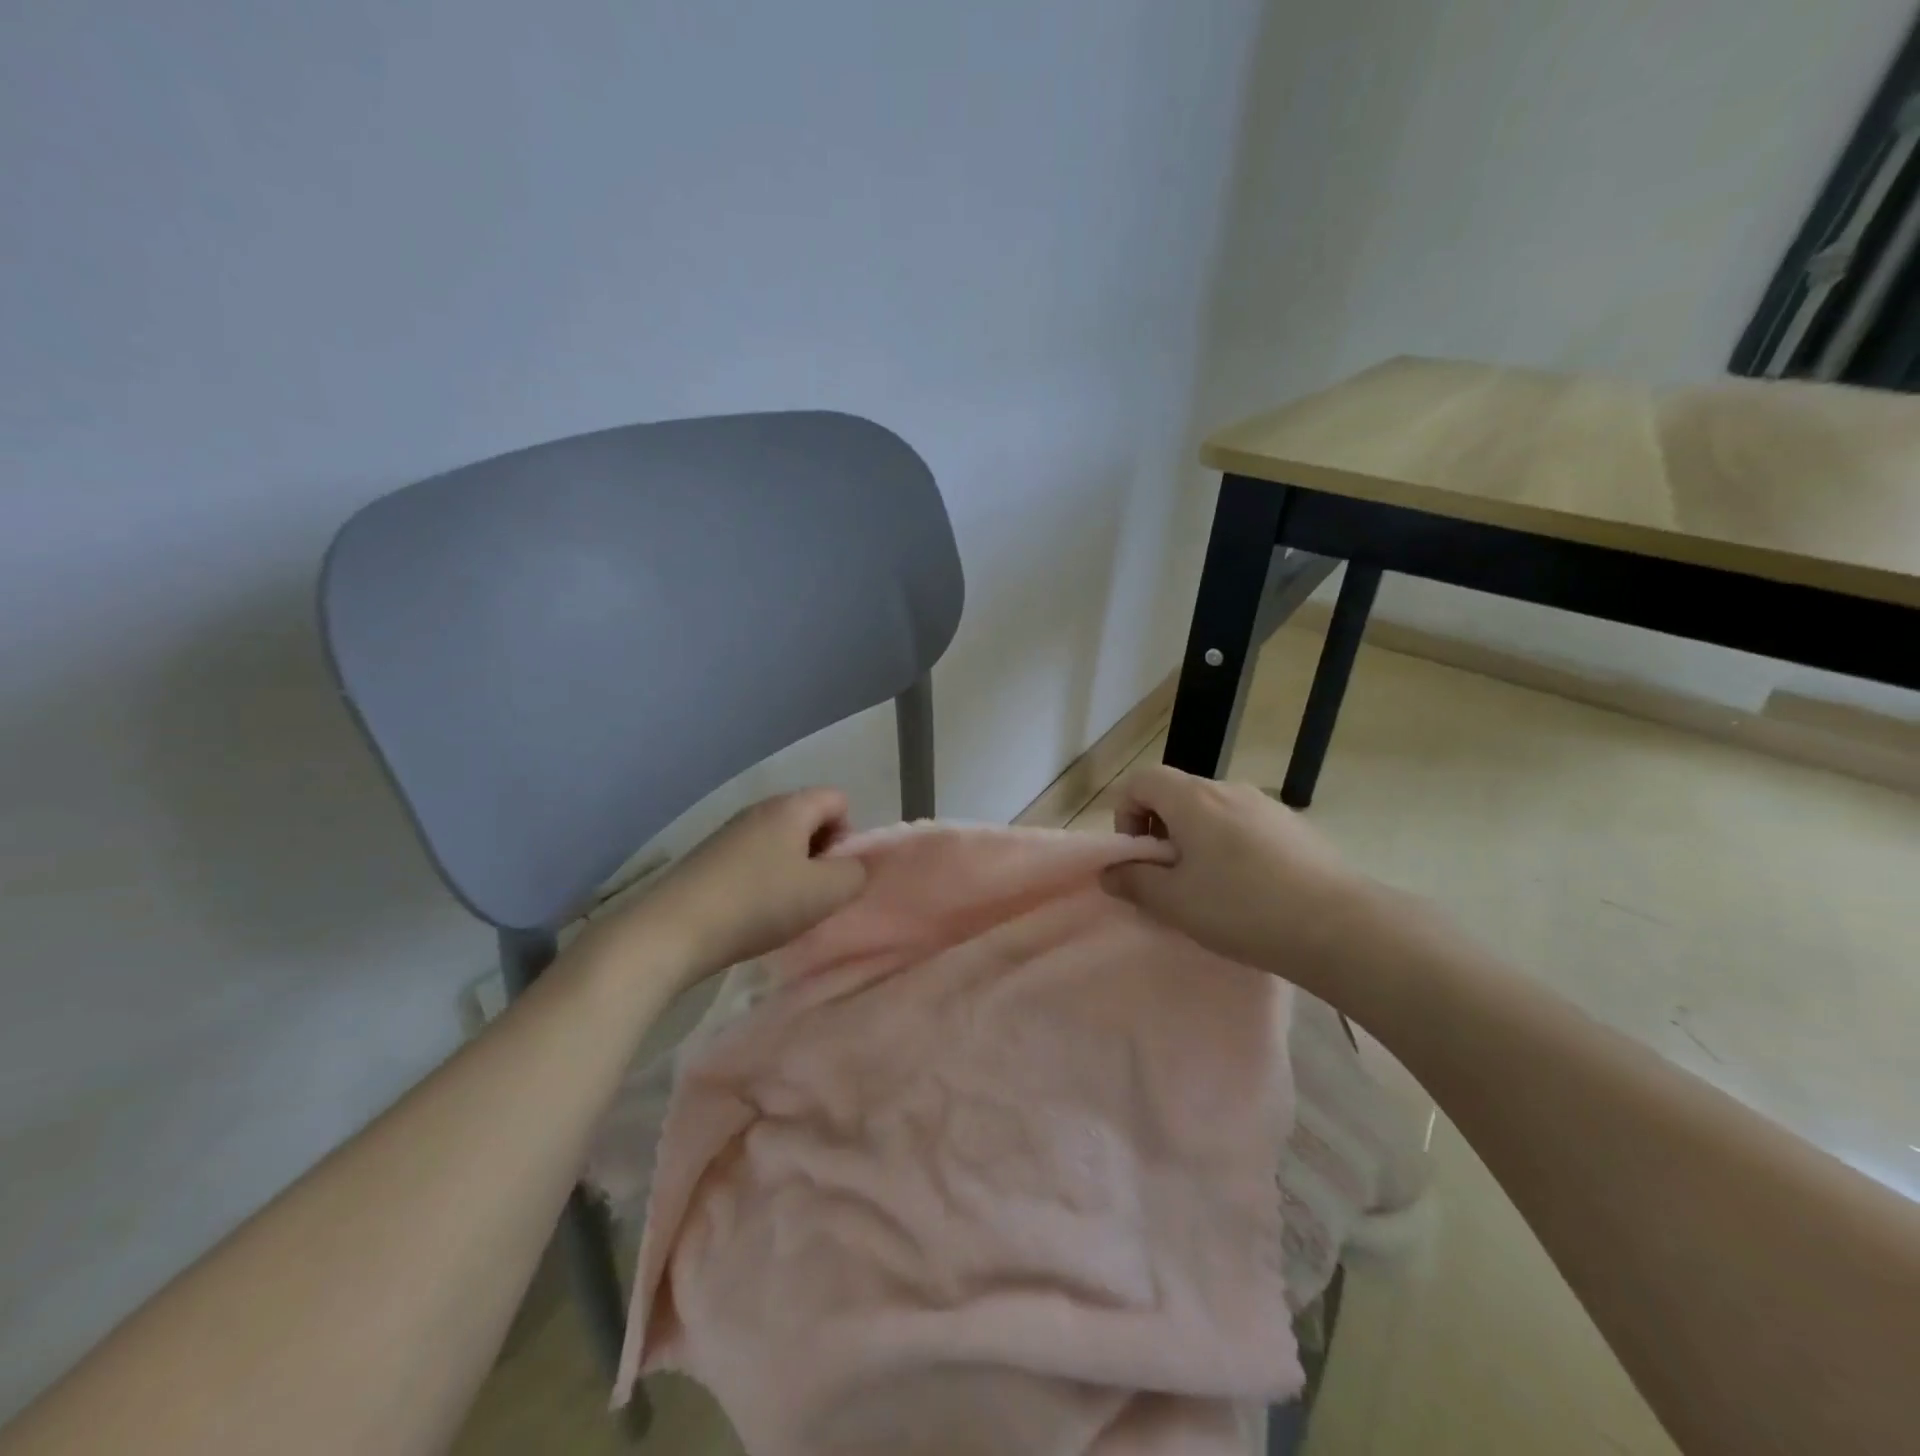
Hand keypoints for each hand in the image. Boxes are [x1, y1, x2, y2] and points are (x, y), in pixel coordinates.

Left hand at [583, 789, 866, 989]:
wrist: (672, 930)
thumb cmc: (759, 904)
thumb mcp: (826, 893)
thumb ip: (855, 873)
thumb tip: (852, 866)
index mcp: (790, 807)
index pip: (838, 799)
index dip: (850, 833)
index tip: (836, 873)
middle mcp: (758, 809)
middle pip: (808, 818)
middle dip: (821, 853)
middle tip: (814, 893)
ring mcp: (728, 832)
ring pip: (779, 840)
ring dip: (792, 869)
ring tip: (783, 908)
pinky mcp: (707, 857)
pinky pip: (752, 858)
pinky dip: (762, 880)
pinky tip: (751, 913)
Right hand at [1103, 764, 1375, 991]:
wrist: (1340, 926)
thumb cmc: (1243, 909)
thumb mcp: (1175, 902)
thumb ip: (1134, 881)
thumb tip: (1111, 872)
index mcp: (1193, 799)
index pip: (1141, 781)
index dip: (1126, 813)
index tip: (1139, 856)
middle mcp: (1229, 789)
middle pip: (1177, 794)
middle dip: (1161, 831)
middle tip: (1169, 879)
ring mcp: (1267, 805)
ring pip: (1213, 812)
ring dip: (1196, 841)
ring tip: (1210, 889)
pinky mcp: (1295, 827)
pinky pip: (1246, 826)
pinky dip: (1231, 847)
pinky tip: (1250, 890)